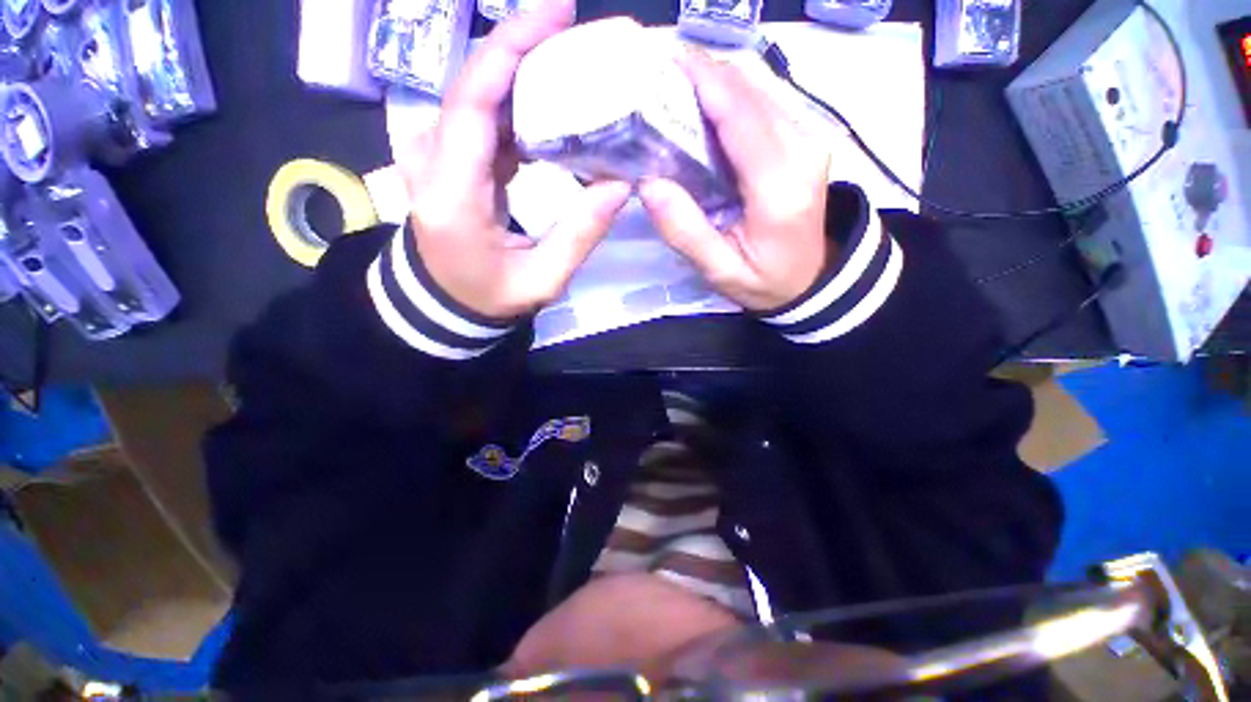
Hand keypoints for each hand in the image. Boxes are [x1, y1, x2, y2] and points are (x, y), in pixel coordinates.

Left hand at [399, 0, 629, 318]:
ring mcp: (431, 154)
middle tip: (581, 40)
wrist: (443, 301)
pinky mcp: (444, 156)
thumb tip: (620, 185)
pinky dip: (517, 104)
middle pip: (476, 85)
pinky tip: (549, 105)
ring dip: (526, 76)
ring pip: (479, 95)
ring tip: (574, 69)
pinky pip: (481, 116)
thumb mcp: (542, 278)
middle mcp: (429, 160)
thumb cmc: (490, 296)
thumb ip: (579, 235)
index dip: (511, 48)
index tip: (557, 14)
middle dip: (527, 51)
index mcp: (451, 194)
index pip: (473, 101)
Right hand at [639, 49, 830, 311]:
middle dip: (704, 74)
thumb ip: (686, 232)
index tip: (663, 62)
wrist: (812, 281)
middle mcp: (804, 150)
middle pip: (751, 90)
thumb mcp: (721, 271)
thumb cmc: (765, 282)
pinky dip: (732, 93)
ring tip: (675, 86)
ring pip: (760, 87)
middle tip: (658, 77)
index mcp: (780, 189)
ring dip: (716, 80)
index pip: (741, 116)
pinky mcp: (806, 137)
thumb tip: (649, 183)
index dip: (704, 81)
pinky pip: (766, 100)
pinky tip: (705, 104)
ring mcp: (811, 138)